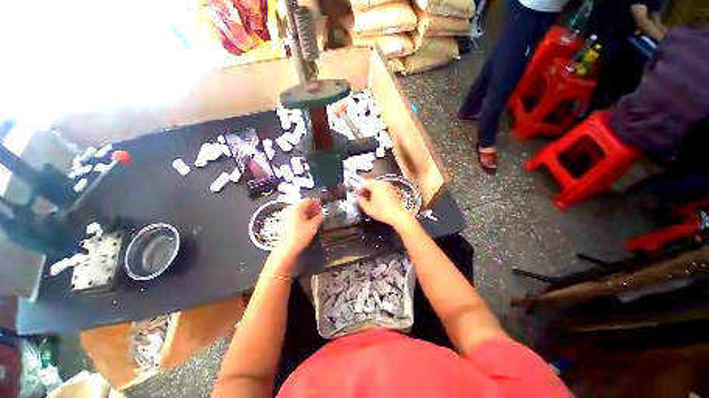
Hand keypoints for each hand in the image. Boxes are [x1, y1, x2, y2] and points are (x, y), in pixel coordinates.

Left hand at [272, 199, 322, 260]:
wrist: (285, 251)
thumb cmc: (299, 237)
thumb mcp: (313, 226)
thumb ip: (319, 218)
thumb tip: (322, 213)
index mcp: (296, 209)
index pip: (307, 201)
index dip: (315, 202)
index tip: (321, 205)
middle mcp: (290, 211)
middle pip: (302, 206)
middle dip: (312, 208)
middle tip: (319, 211)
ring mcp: (286, 218)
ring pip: (299, 212)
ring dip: (308, 213)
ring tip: (316, 217)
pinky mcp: (285, 225)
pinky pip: (296, 218)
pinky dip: (303, 218)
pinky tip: (308, 224)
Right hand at [358, 179, 412, 227]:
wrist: (399, 215)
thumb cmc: (382, 211)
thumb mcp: (368, 208)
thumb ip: (361, 201)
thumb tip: (360, 198)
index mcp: (375, 184)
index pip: (363, 183)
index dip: (359, 189)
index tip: (359, 196)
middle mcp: (382, 183)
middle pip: (371, 183)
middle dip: (367, 190)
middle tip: (364, 199)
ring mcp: (389, 186)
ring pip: (378, 187)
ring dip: (373, 192)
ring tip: (372, 202)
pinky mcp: (394, 191)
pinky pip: (384, 190)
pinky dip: (380, 194)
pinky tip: (380, 202)